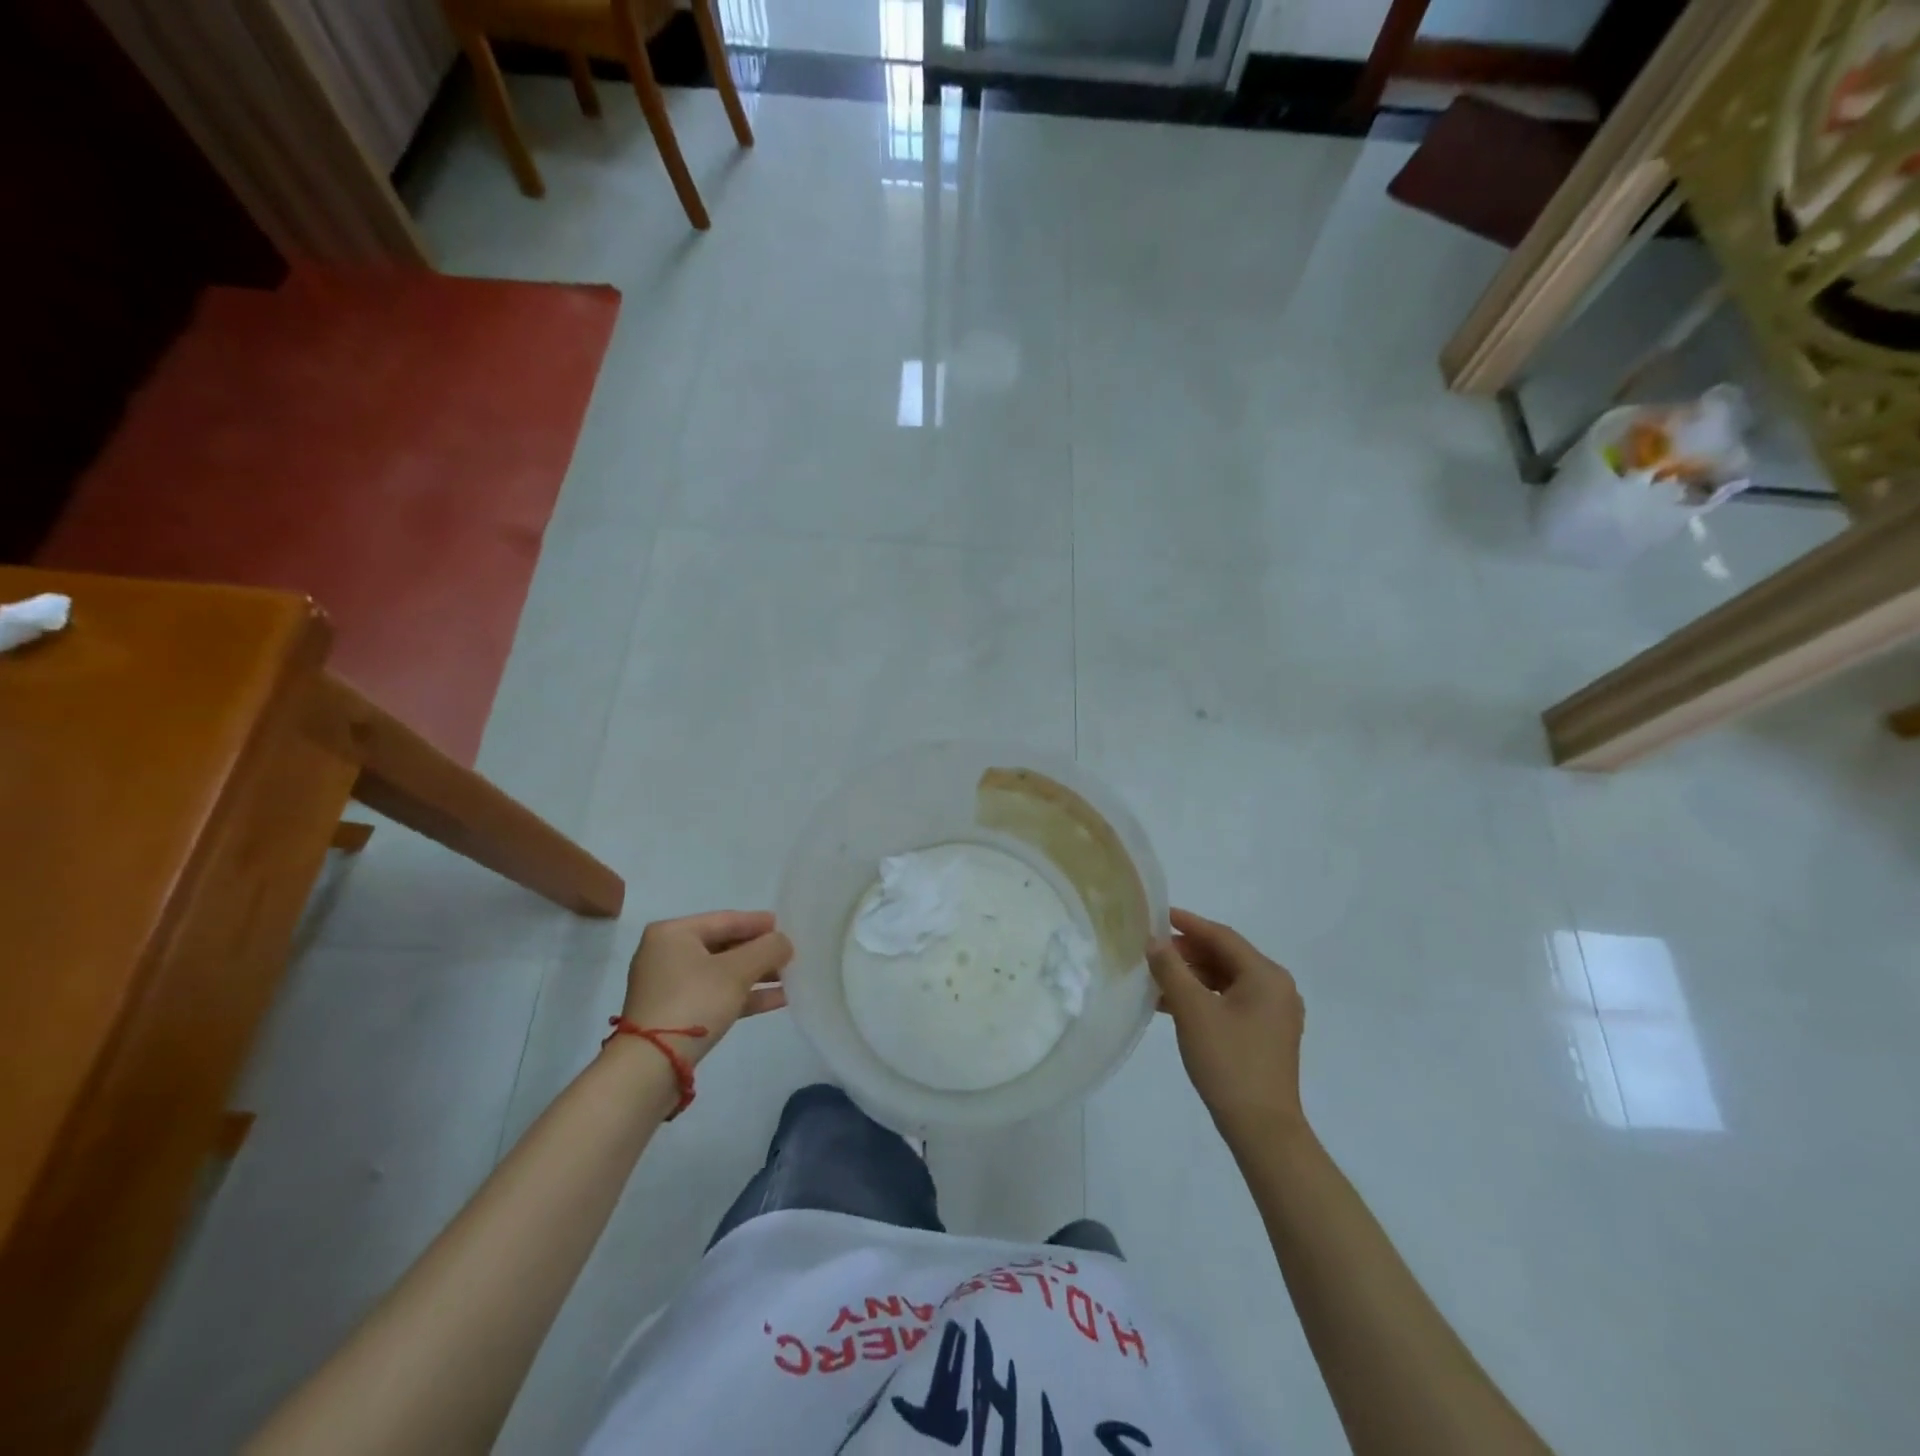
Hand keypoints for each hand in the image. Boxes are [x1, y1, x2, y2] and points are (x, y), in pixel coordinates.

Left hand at [619, 911, 793, 1066]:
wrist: (651, 1066)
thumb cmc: (693, 1002)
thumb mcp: (737, 971)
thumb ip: (767, 949)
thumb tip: (784, 942)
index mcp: (673, 933)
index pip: (726, 919)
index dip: (760, 923)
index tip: (788, 928)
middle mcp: (667, 953)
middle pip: (725, 945)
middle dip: (760, 952)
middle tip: (792, 954)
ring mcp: (669, 985)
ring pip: (722, 972)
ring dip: (757, 975)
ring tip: (791, 978)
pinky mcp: (675, 1013)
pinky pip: (716, 994)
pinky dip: (744, 995)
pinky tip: (778, 999)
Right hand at [1148, 908, 1306, 1144]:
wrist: (1262, 1128)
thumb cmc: (1228, 1061)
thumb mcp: (1192, 1010)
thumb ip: (1170, 969)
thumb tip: (1154, 941)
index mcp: (1266, 976)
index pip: (1222, 937)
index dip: (1188, 924)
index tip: (1158, 915)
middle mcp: (1276, 988)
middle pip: (1226, 957)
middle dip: (1187, 953)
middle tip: (1152, 952)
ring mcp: (1274, 1013)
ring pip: (1226, 980)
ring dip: (1192, 977)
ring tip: (1156, 979)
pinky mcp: (1266, 1034)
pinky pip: (1231, 1002)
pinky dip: (1203, 998)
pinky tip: (1173, 1005)